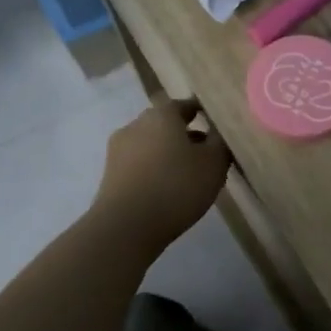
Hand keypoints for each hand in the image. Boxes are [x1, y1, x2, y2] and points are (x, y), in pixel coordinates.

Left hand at [93, 97, 231, 254]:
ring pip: (151, 144)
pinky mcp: (110, 174)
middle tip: (206, 152)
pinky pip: (139, 163)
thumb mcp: (214, 163)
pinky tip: (167, 188)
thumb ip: (220, 142)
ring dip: (168, 153)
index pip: (185, 104)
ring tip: (188, 174)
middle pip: (165, 123)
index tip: (217, 126)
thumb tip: (218, 131)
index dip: (203, 113)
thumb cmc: (177, 186)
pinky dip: (154, 169)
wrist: (126, 226)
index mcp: (162, 114)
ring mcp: (119, 149)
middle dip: (185, 134)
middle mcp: (136, 124)